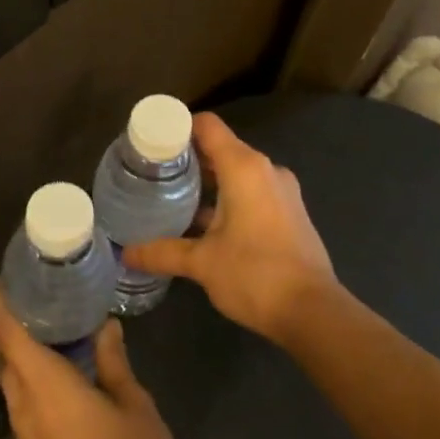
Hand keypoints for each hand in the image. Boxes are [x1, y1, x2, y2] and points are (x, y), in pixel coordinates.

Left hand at [0, 284, 180, 438]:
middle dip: (5, 321)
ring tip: (44, 324)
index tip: (7, 279)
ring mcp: (24, 430)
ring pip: (7, 377)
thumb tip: (105, 327)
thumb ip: (114, 361)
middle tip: (33, 295)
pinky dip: (25, 374)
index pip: (4, 332)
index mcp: (45, 382)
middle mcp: (24, 402)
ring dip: (15, 349)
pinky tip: (51, 366)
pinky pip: (18, 398)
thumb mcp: (134, 403)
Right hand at [122, 112, 338, 345]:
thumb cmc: (254, 275)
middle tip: (153, 176)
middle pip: (221, 149)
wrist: (312, 312)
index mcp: (245, 167)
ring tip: (173, 200)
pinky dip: (228, 199)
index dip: (177, 128)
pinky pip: (252, 193)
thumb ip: (162, 252)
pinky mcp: (290, 213)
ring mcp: (282, 192)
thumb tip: (126, 254)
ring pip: (237, 173)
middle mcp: (266, 170)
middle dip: (188, 160)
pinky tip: (204, 224)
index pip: (207, 126)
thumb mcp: (202, 263)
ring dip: (208, 183)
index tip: (151, 144)